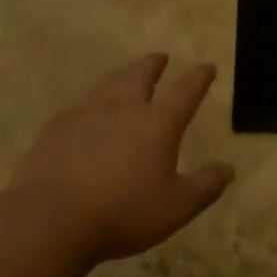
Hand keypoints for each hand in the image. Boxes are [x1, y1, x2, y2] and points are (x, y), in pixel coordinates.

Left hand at [0, 53, 233, 264]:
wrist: (49, 219)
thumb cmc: (123, 212)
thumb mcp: (177, 206)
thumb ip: (205, 186)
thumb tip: (228, 169)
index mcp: (157, 123)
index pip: (185, 92)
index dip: (199, 78)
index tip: (207, 67)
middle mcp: (123, 109)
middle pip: (140, 76)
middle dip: (154, 65)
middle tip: (161, 57)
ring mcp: (85, 115)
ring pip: (107, 84)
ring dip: (121, 75)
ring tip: (126, 74)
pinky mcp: (56, 130)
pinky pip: (79, 105)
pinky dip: (91, 100)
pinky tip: (86, 109)